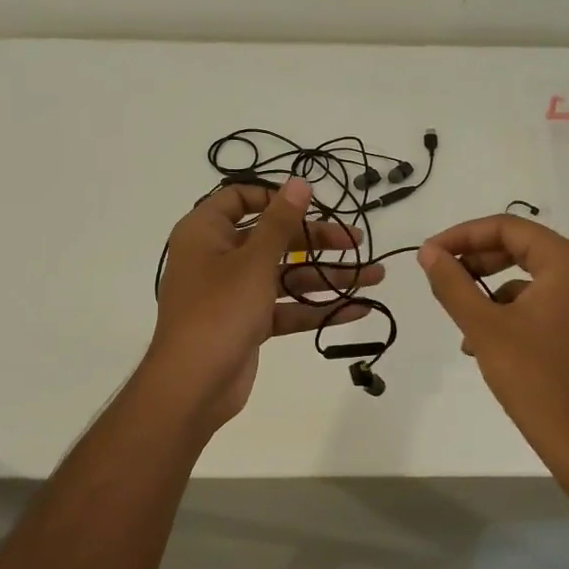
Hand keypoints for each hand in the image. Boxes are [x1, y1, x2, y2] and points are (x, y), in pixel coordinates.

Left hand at [149, 177, 382, 429]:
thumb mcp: (254, 260)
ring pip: (285, 274)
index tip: (311, 204)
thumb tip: (299, 182)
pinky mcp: (247, 322)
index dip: (275, 197)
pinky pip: (285, 307)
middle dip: (318, 241)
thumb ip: (281, 221)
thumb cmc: (219, 310)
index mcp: (206, 232)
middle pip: (272, 237)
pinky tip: (357, 309)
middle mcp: (217, 256)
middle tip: (358, 241)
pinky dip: (316, 307)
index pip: (240, 198)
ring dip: (327, 276)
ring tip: (375, 277)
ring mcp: (233, 292)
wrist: (192, 386)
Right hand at [418, 215, 568, 452]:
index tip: (429, 253)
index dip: (463, 235)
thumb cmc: (535, 377)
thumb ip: (452, 283)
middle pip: (519, 247)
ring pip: (526, 276)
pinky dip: (507, 311)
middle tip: (440, 274)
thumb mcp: (483, 326)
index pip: (507, 227)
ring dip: (487, 289)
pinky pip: (538, 302)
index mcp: (566, 262)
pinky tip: (480, 341)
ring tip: (458, 317)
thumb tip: (428, 253)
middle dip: (475, 259)